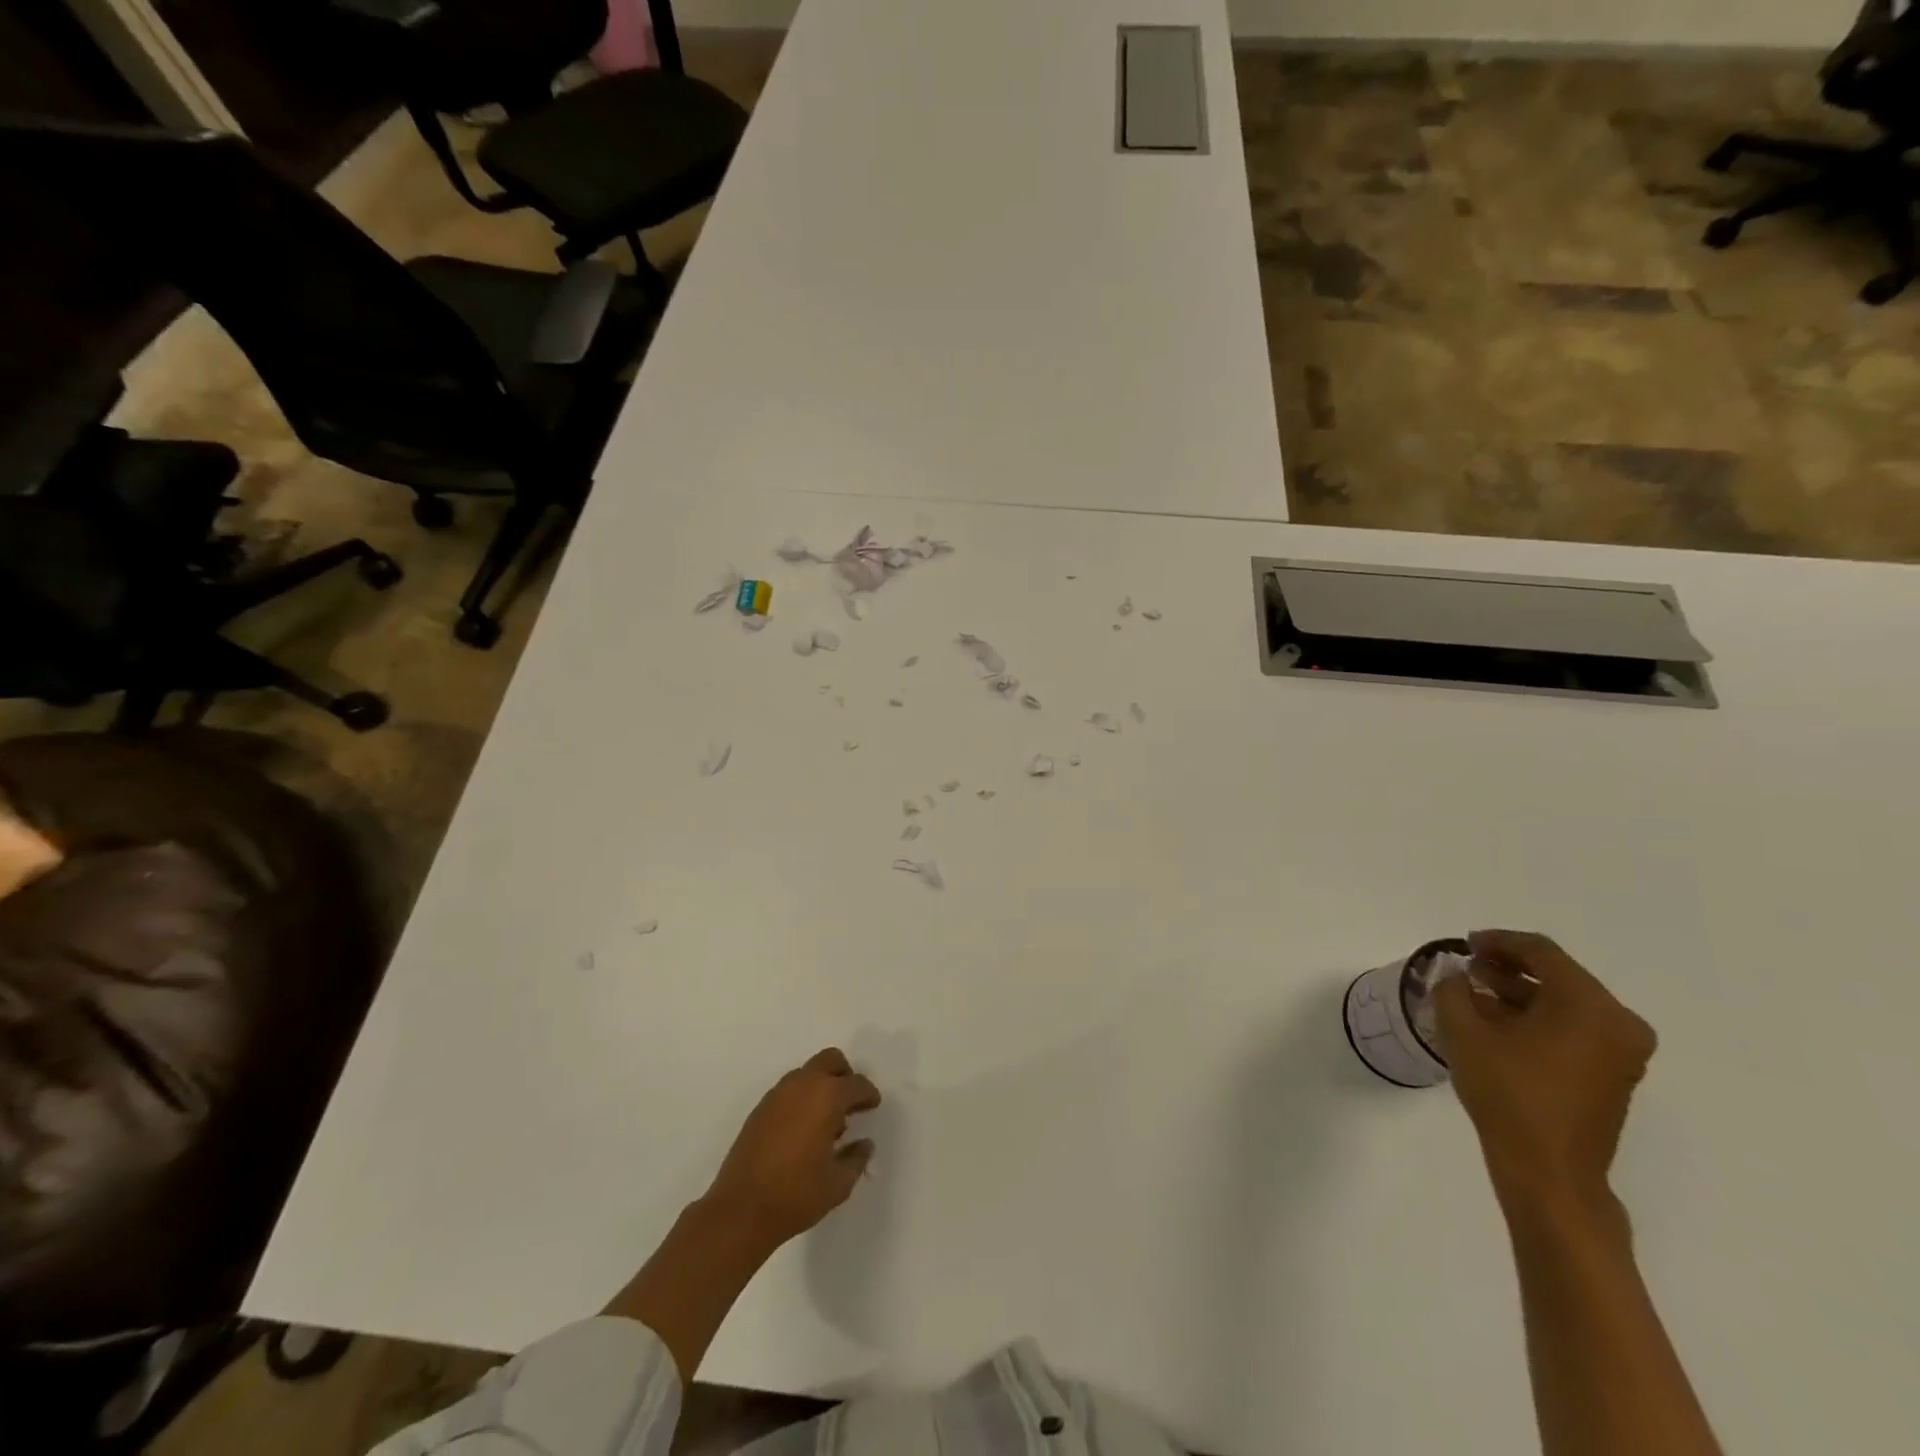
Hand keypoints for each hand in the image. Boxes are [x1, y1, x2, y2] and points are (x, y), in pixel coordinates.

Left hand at [702, 1047, 880, 1250]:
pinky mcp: (760, 1109)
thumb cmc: (796, 1194)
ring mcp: (777, 1094)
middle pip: (830, 1060)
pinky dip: (802, 1098)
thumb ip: (857, 1158)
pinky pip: (789, 1090)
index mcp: (827, 1096)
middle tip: (850, 1103)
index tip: (873, 1106)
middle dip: (844, 1076)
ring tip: (826, 1122)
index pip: (856, 1083)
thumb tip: (864, 1144)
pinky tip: (802, 1130)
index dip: (868, 1094)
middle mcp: (802, 1085)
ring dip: (821, 1086)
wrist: (740, 1210)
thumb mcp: (838, 1183)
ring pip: (807, 1073)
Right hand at [1436, 930, 1655, 1223]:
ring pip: (1567, 1003)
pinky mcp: (1616, 1074)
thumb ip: (1453, 990)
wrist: (1548, 1171)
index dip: (1498, 941)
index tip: (1465, 945)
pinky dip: (1540, 1018)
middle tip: (1469, 971)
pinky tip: (1501, 1026)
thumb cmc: (1508, 1093)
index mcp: (1589, 1005)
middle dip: (1509, 968)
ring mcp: (1623, 1052)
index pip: (1541, 952)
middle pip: (1558, 975)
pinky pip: (1576, 1028)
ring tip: (1477, 997)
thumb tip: (1457, 976)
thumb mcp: (1464, 1032)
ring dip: (1522, 994)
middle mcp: (1618, 1022)